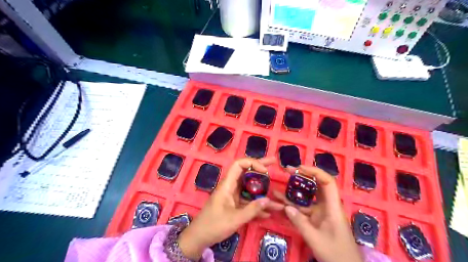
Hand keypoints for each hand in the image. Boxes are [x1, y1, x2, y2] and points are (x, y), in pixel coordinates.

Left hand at [177, 158, 282, 259]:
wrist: (199, 237)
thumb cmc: (214, 225)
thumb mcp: (235, 219)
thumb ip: (252, 210)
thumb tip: (268, 200)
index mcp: (227, 185)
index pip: (239, 165)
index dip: (252, 163)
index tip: (265, 170)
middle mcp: (231, 187)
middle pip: (246, 172)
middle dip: (260, 168)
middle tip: (273, 162)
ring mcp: (233, 195)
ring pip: (249, 187)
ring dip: (262, 190)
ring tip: (277, 193)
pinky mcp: (234, 204)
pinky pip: (248, 200)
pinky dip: (257, 204)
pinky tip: (269, 211)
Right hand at [273, 166, 362, 261]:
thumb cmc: (336, 254)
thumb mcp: (315, 240)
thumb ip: (300, 223)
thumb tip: (286, 207)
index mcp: (333, 208)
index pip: (327, 182)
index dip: (315, 172)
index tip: (299, 168)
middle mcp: (328, 206)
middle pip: (317, 185)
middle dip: (302, 176)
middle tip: (287, 171)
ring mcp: (323, 213)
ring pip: (308, 197)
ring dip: (295, 192)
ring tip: (279, 188)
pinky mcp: (318, 219)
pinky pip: (305, 209)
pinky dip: (294, 206)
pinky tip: (282, 205)